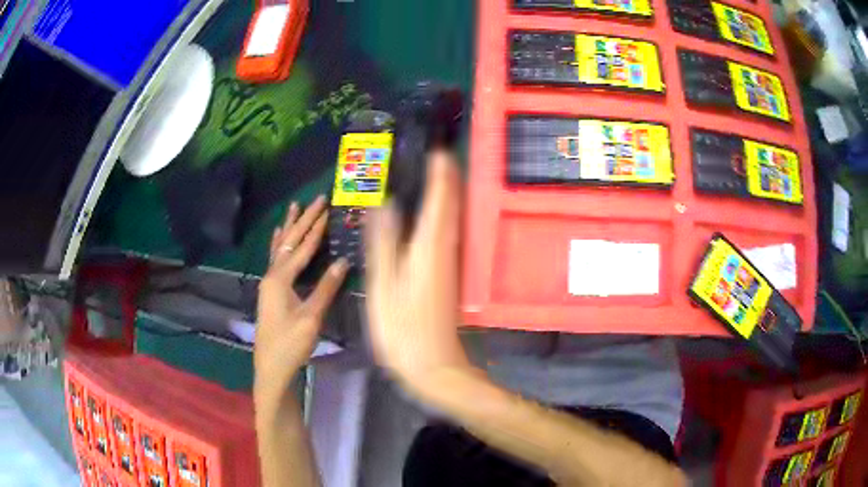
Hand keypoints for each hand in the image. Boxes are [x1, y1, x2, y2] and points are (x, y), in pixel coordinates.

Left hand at [256, 196, 348, 396]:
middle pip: (290, 241)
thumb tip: (343, 261)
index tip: (328, 207)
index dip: (316, 228)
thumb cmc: (291, 344)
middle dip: (304, 219)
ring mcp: (269, 282)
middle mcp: (272, 275)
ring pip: (280, 247)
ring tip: (294, 206)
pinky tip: (279, 235)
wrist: (271, 366)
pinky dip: (279, 243)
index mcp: (281, 279)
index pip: (303, 247)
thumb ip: (326, 288)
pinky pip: (275, 258)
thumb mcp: (311, 318)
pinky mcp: (270, 290)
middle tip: (317, 198)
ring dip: (290, 226)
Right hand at [365, 151, 471, 396]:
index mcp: (430, 245)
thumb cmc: (403, 328)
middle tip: (440, 154)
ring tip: (440, 173)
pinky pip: (449, 231)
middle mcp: (446, 248)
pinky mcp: (449, 273)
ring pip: (453, 217)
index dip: (442, 172)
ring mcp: (450, 262)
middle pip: (452, 204)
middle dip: (449, 177)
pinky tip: (435, 213)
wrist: (432, 363)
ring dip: (449, 193)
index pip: (440, 198)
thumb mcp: (385, 285)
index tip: (440, 149)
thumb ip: (383, 243)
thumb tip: (384, 204)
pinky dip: (445, 214)